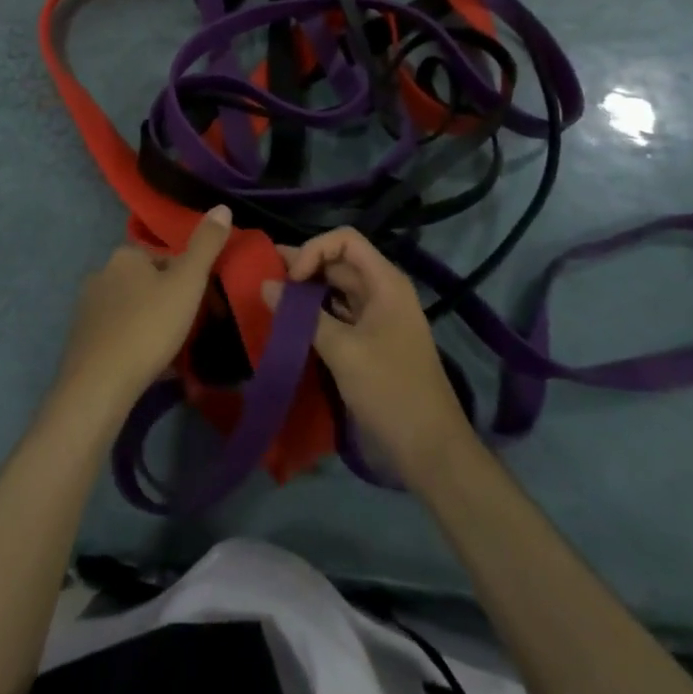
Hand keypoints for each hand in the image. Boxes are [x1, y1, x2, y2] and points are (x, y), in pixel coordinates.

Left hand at [55, 206, 231, 415]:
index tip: (203, 304)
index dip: (188, 279)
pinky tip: (148, 366)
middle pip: (147, 283)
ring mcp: (87, 308)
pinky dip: (134, 344)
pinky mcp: (81, 339)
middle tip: (191, 330)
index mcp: (125, 255)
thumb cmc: (148, 326)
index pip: (165, 258)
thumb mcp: (187, 283)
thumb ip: (206, 245)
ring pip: (132, 309)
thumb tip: (222, 207)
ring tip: (172, 351)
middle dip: (169, 301)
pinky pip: (117, 334)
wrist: (100, 384)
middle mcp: (101, 273)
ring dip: (152, 323)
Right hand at [266, 227, 472, 482]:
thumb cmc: (390, 391)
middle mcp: (382, 293)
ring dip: (305, 293)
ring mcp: (376, 320)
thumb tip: (265, 286)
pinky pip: (336, 317)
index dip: (314, 250)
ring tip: (269, 299)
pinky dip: (313, 316)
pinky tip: (288, 324)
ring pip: (334, 291)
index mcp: (385, 283)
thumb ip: (303, 316)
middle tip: (263, 279)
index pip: (345, 241)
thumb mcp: (344, 351)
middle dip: (303, 268)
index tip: (290, 279)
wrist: (430, 452)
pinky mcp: (368, 344)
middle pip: (338, 263)